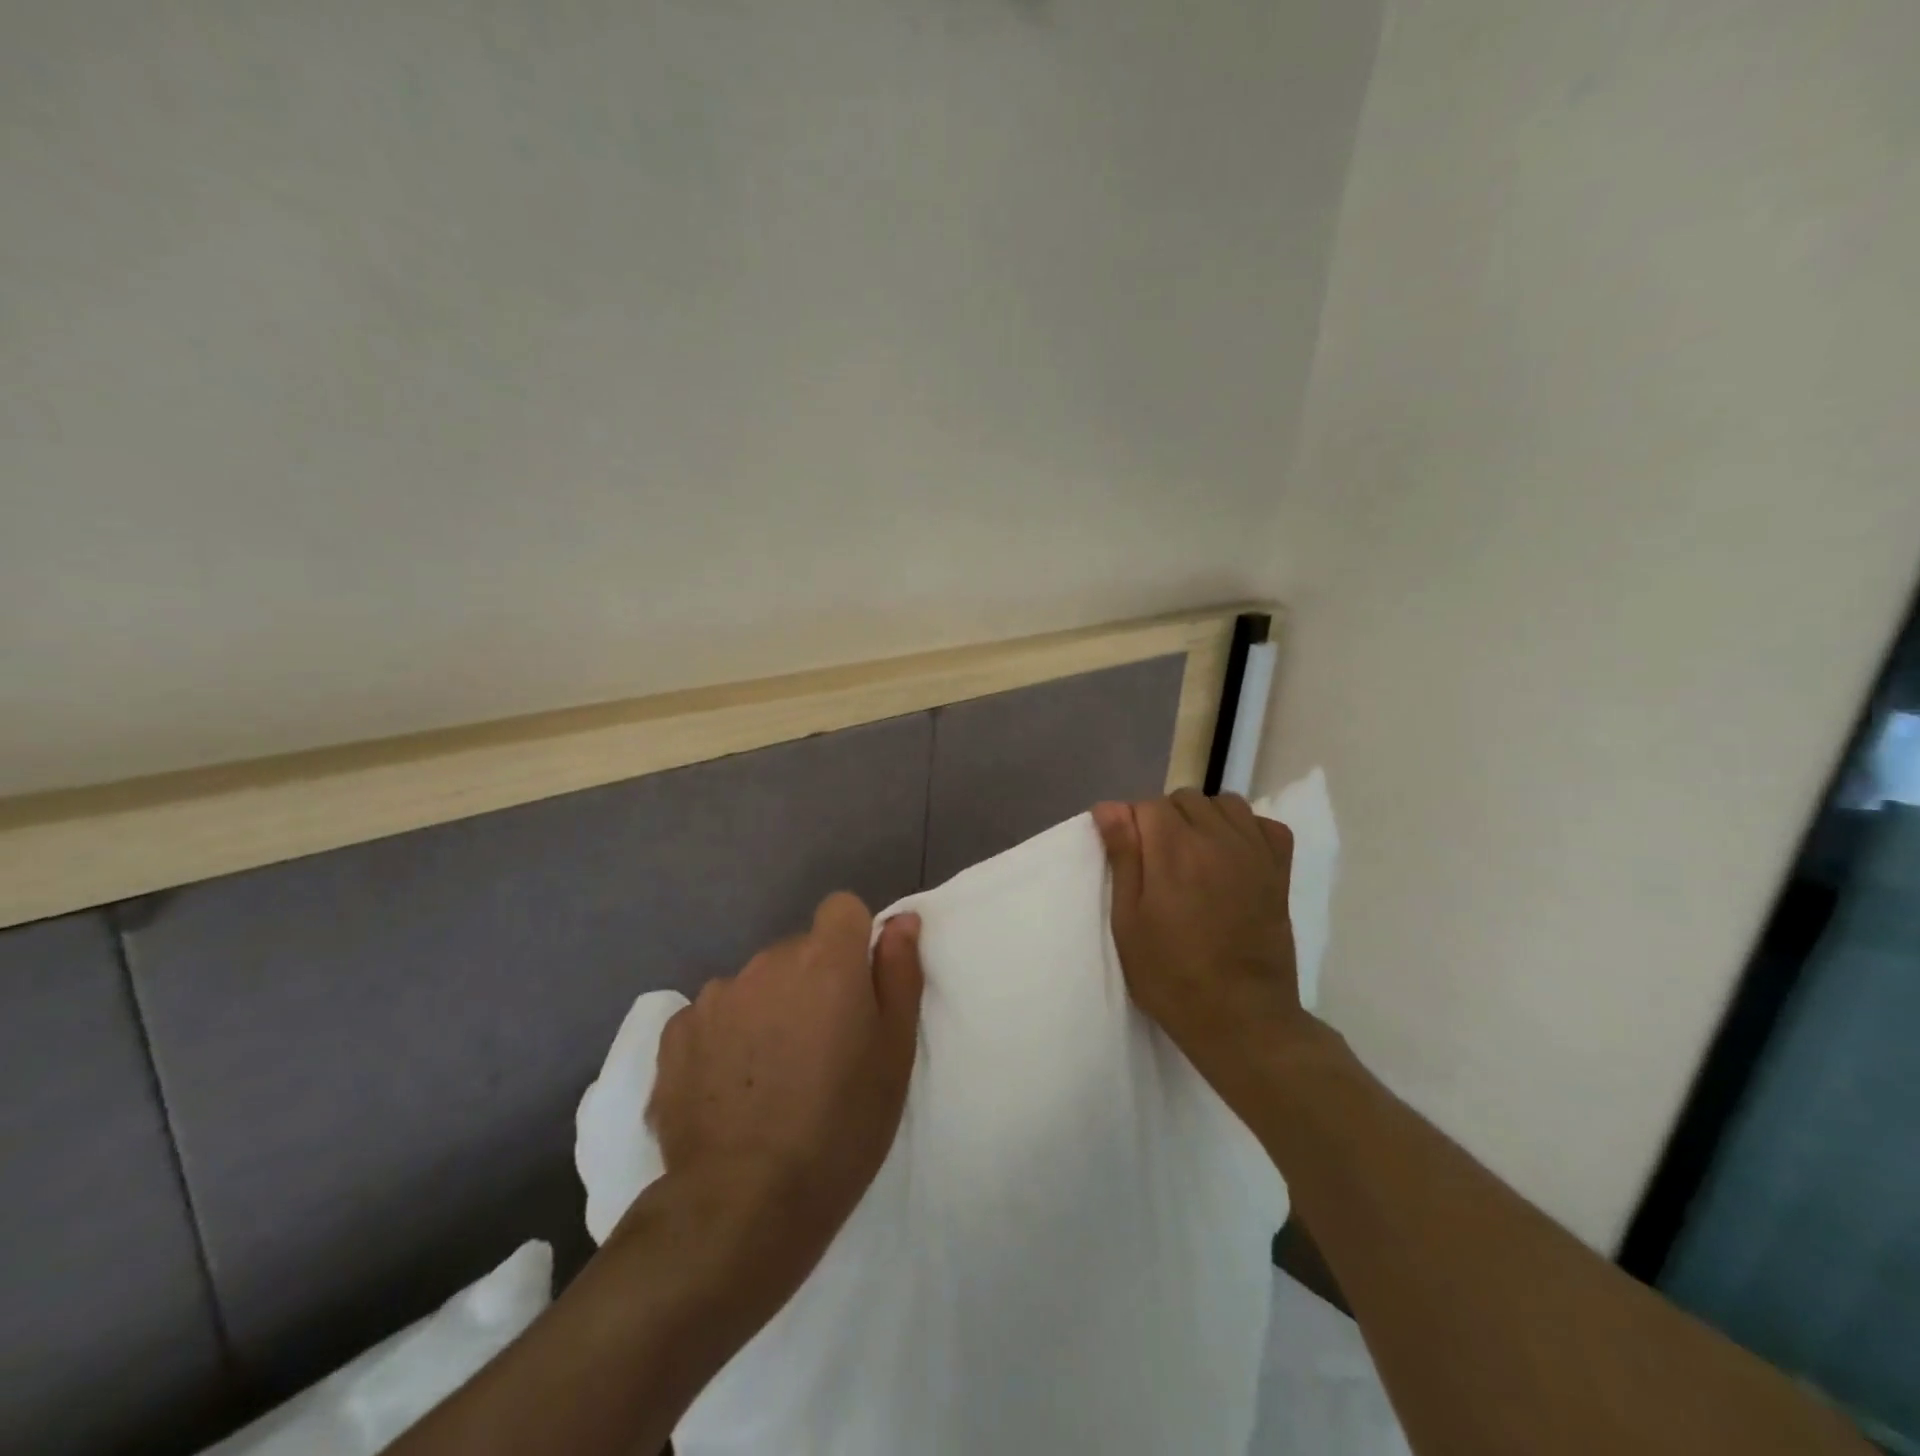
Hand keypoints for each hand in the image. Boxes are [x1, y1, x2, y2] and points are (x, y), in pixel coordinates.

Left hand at [643, 893, 923, 1290]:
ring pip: (755, 984)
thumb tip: (902, 921)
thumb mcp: (894, 1053)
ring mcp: (715, 996)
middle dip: (812, 983)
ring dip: (767, 1010)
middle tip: (819, 1049)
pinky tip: (729, 1091)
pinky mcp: (675, 1034)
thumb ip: (900, 973)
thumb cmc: (841, 1126)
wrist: (744, 1205)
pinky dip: (723, 1039)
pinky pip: (712, 1016)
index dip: (853, 941)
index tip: (856, 989)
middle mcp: (767, 962)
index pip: (843, 908)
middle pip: (798, 951)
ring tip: (770, 1077)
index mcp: (826, 960)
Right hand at [1093, 790, 1312, 1097]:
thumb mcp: (1129, 920)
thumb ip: (1123, 857)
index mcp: (1174, 849)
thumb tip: (1110, 806)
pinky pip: (1264, 825)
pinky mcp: (1279, 870)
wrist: (1241, 1017)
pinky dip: (1246, 829)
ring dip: (1204, 818)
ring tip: (1194, 855)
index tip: (1128, 858)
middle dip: (1165, 819)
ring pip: (1225, 804)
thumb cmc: (1171, 974)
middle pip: (1185, 799)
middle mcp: (1217, 838)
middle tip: (1157, 864)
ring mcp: (1254, 852)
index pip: (1146, 805)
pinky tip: (1233, 855)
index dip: (1131, 826)